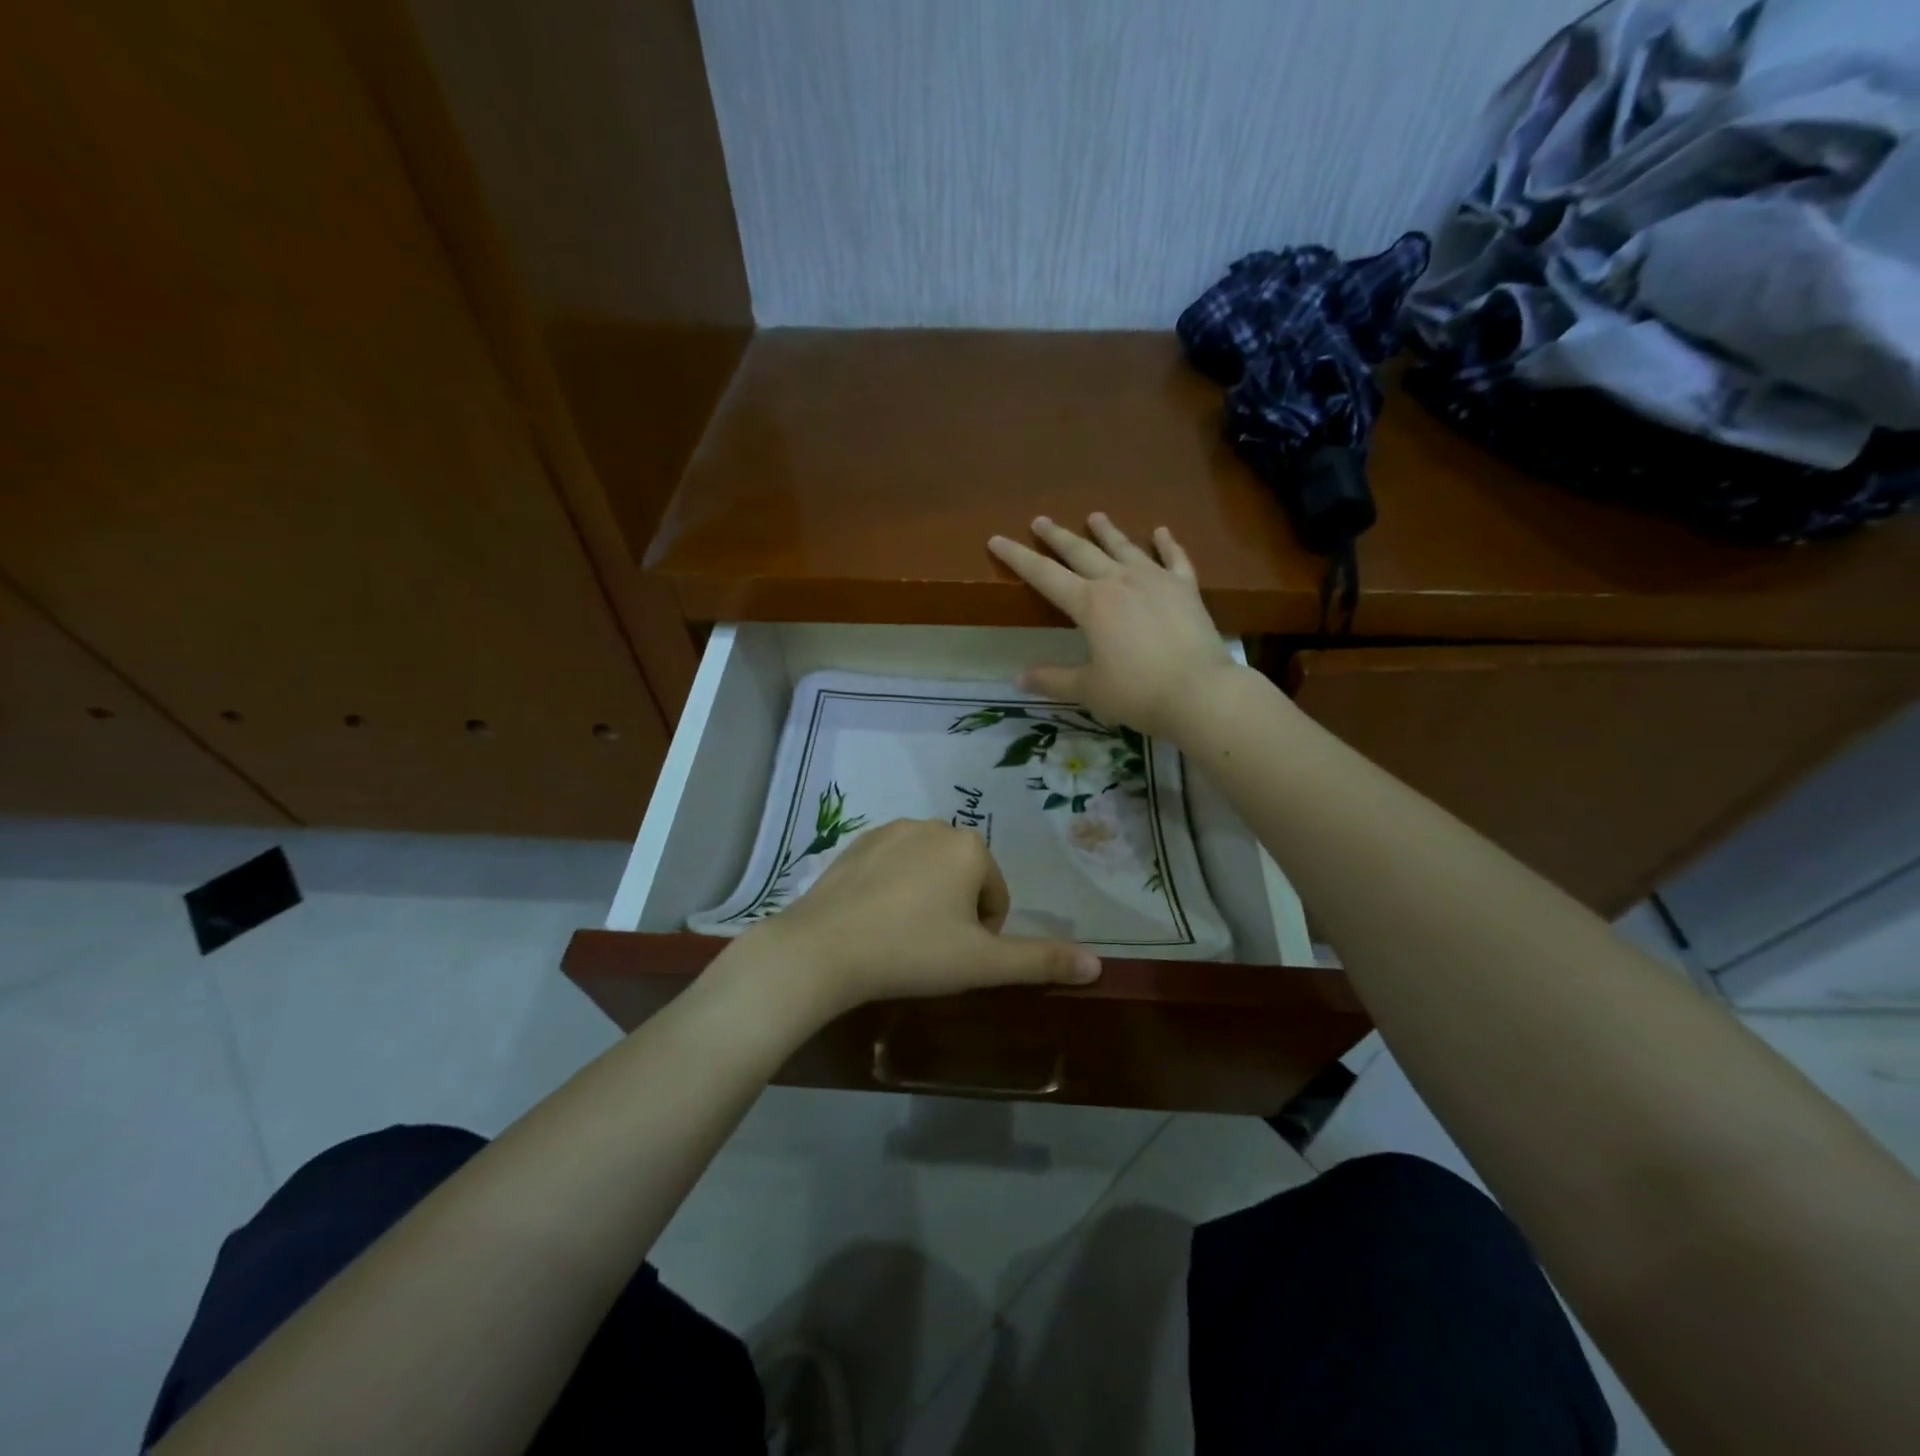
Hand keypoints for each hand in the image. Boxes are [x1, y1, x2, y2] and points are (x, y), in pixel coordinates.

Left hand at [738, 819, 1100, 1016]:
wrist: (823, 949)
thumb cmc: (911, 953)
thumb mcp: (982, 964)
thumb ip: (1041, 961)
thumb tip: (1099, 965)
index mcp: (969, 846)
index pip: (996, 895)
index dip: (982, 934)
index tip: (954, 958)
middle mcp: (934, 825)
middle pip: (963, 878)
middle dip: (955, 913)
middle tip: (928, 950)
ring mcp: (891, 829)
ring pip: (928, 870)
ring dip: (925, 899)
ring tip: (900, 937)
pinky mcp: (857, 840)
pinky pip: (892, 865)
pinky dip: (892, 888)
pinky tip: (873, 919)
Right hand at [988, 513, 1240, 740]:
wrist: (1200, 692)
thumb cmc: (1137, 693)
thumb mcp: (1088, 689)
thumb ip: (1053, 680)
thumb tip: (1018, 679)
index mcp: (1090, 604)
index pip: (1044, 575)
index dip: (1017, 557)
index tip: (996, 539)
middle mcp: (1119, 581)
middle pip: (1081, 551)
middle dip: (1057, 536)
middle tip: (1041, 520)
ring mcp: (1155, 580)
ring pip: (1124, 547)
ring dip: (1106, 531)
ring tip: (1094, 516)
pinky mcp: (1186, 588)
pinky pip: (1174, 559)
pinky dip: (1167, 544)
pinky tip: (1161, 531)